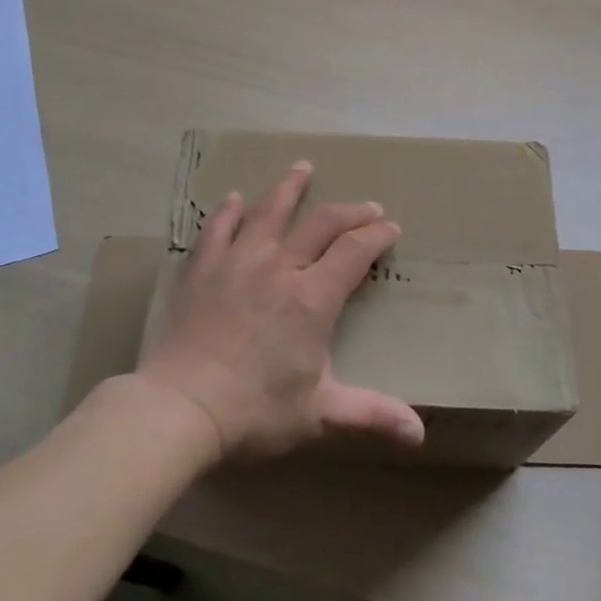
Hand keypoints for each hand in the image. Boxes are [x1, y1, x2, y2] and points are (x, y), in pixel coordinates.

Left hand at [135, 161, 426, 462]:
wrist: (179, 408)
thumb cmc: (254, 412)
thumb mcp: (319, 415)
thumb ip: (370, 415)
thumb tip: (420, 434)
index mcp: (312, 297)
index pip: (354, 251)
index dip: (377, 236)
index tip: (390, 228)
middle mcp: (279, 267)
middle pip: (321, 223)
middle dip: (349, 212)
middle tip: (367, 207)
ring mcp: (237, 262)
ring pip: (268, 211)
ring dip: (289, 187)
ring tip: (302, 167)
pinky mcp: (202, 270)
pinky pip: (218, 229)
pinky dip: (229, 212)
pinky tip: (233, 199)